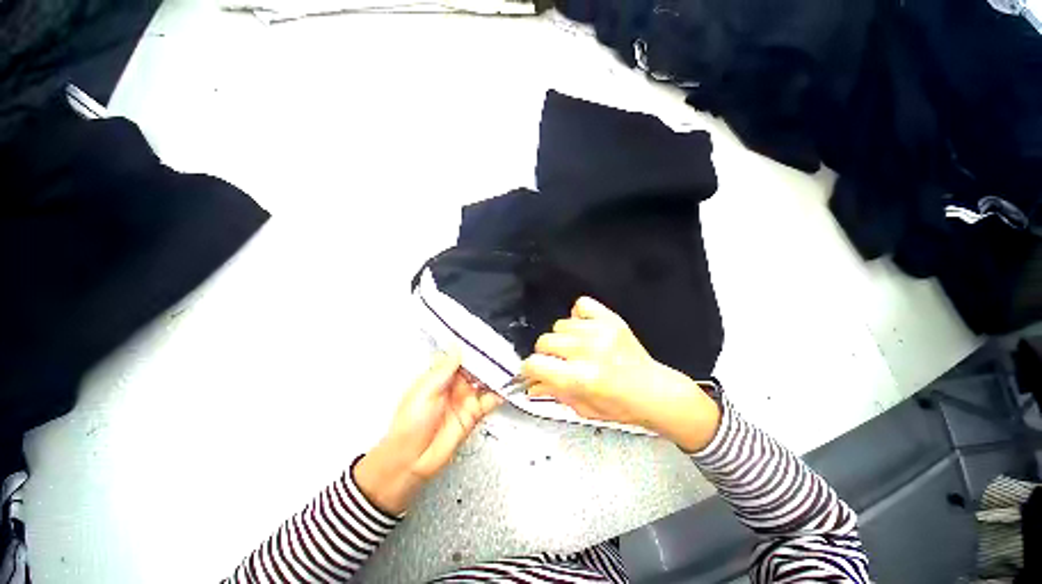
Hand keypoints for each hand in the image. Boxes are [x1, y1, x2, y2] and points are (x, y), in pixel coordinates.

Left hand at [355, 351, 502, 514]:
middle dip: (487, 361)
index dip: (472, 349)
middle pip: (475, 368)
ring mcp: (465, 399)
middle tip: (501, 352)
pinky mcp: (473, 414)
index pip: (460, 358)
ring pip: (484, 382)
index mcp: (440, 376)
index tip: (484, 340)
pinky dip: (499, 394)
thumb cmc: (410, 423)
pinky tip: (505, 389)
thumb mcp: (426, 390)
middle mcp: (454, 385)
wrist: (412, 460)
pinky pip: (489, 401)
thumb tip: (455, 346)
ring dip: (495, 376)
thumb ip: (445, 369)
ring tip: (507, 368)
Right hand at [522, 297, 720, 452]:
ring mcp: (601, 331)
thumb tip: (529, 383)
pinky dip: (578, 316)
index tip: (534, 371)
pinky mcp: (611, 319)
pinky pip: (581, 305)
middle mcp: (589, 351)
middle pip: (544, 341)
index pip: (536, 364)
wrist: (655, 392)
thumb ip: (552, 392)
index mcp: (581, 378)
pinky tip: (584, 330)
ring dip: (563, 338)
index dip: (529, 369)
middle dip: (546, 355)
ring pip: (560, 325)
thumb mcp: (582, 408)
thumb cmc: (619, 407)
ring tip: (576, 348)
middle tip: (558, 363)